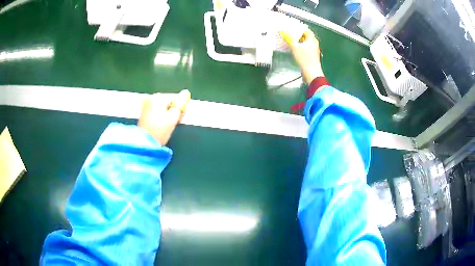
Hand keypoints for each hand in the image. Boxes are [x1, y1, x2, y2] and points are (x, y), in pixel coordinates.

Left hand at [138, 89, 190, 145]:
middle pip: (169, 101)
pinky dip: (161, 115)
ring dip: (167, 113)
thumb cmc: (159, 132)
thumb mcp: (173, 118)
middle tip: (172, 123)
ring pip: (164, 105)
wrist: (144, 144)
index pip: (177, 98)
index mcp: (158, 97)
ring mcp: (146, 104)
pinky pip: (157, 109)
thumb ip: (180, 105)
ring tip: (166, 125)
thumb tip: (186, 93)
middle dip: (173, 110)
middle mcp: (151, 97)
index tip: (179, 119)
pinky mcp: (144, 111)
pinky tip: (160, 124)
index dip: (180, 108)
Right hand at [280, 29, 323, 82]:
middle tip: (289, 33)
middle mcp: (314, 43)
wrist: (312, 72)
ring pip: (306, 42)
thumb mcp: (295, 47)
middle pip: (306, 36)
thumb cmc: (304, 58)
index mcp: (312, 39)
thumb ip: (289, 39)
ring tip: (290, 40)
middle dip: (298, 34)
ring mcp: (314, 49)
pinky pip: (306, 47)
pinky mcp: (312, 55)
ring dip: (299, 40)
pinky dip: (301, 46)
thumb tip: (283, 32)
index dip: (299, 27)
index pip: (306, 30)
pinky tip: (295, 48)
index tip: (292, 27)